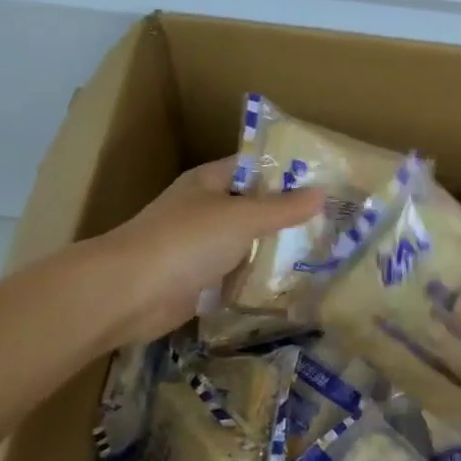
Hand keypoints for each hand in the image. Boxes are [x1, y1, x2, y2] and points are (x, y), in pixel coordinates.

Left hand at [93, 160, 323, 345]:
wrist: (129, 292)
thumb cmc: (186, 241)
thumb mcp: (242, 217)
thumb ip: (282, 208)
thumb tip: (321, 193)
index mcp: (208, 182)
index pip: (252, 167)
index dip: (285, 171)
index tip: (322, 180)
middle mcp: (203, 209)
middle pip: (251, 207)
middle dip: (285, 215)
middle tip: (330, 221)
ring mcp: (198, 247)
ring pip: (244, 244)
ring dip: (272, 250)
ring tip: (319, 253)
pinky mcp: (197, 281)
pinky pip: (234, 276)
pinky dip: (255, 280)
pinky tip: (288, 284)